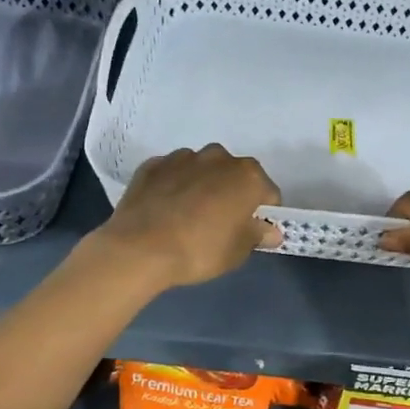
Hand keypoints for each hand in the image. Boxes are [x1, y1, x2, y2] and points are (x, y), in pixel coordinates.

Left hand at [91, 144, 281, 290]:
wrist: (139, 248)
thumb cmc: (200, 250)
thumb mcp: (238, 252)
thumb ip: (258, 235)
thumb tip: (270, 230)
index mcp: (247, 175)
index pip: (267, 193)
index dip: (262, 213)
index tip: (250, 231)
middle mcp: (218, 157)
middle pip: (234, 175)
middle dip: (231, 194)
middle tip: (219, 224)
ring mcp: (183, 157)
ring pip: (202, 170)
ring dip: (201, 186)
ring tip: (187, 216)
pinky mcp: (153, 164)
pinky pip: (172, 173)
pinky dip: (173, 186)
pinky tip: (164, 210)